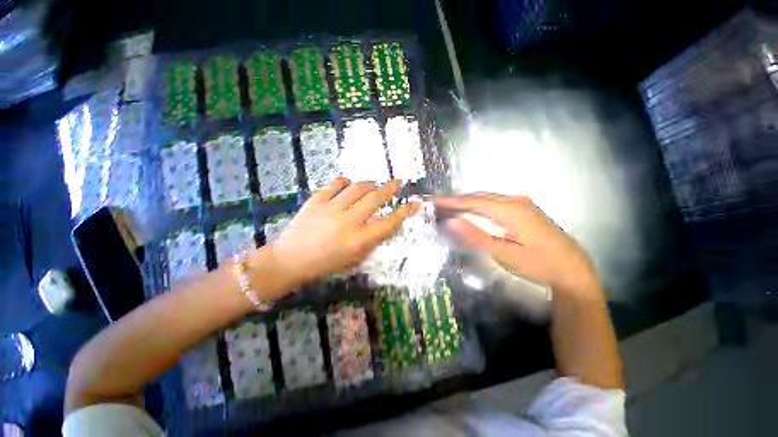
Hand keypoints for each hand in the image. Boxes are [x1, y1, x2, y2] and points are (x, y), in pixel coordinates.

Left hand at [267, 178, 417, 286]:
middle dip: (390, 188)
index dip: (405, 212)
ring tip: (374, 185)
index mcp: (358, 240)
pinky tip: (349, 185)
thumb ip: (373, 240)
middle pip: (376, 198)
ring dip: (370, 184)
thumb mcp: (355, 258)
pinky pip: (336, 183)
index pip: (389, 222)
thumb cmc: (327, 263)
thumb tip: (387, 223)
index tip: (415, 203)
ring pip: (358, 187)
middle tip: (397, 182)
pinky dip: (346, 182)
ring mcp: (331, 208)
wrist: (291, 259)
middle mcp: (348, 222)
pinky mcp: (316, 200)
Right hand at [436, 194, 602, 300]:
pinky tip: (469, 210)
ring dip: (466, 202)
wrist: (572, 268)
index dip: (451, 201)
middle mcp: (515, 200)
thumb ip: (476, 235)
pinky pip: (494, 202)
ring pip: (486, 198)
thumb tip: (452, 221)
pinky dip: (478, 205)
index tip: (434, 200)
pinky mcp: (523, 208)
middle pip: (479, 196)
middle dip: (456, 199)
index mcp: (511, 210)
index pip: (473, 201)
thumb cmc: (538, 264)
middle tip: (437, 203)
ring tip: (447, 206)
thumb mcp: (504, 253)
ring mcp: (521, 203)